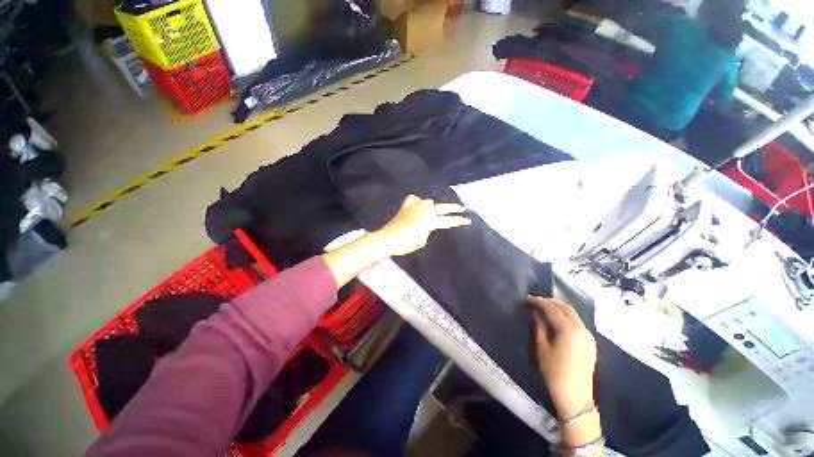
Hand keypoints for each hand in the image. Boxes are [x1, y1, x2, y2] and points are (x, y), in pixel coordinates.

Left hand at [374, 195, 470, 256]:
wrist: (388, 238)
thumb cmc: (406, 243)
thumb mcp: (423, 240)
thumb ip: (429, 229)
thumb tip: (429, 223)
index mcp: (431, 220)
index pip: (449, 221)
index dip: (459, 221)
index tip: (468, 220)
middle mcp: (425, 209)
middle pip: (443, 207)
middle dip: (454, 208)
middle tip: (463, 208)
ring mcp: (416, 205)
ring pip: (429, 201)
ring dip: (434, 206)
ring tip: (435, 210)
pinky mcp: (406, 205)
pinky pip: (415, 199)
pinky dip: (418, 202)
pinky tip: (417, 206)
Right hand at [529, 296, 596, 419]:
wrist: (575, 397)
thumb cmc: (554, 372)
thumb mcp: (542, 348)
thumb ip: (539, 327)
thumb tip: (536, 313)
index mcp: (569, 330)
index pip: (552, 309)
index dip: (539, 302)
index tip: (527, 298)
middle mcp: (582, 330)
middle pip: (566, 308)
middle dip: (551, 302)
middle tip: (536, 301)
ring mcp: (588, 337)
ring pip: (573, 315)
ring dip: (559, 309)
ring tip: (544, 309)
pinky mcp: (590, 343)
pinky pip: (577, 323)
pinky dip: (566, 317)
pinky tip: (557, 321)